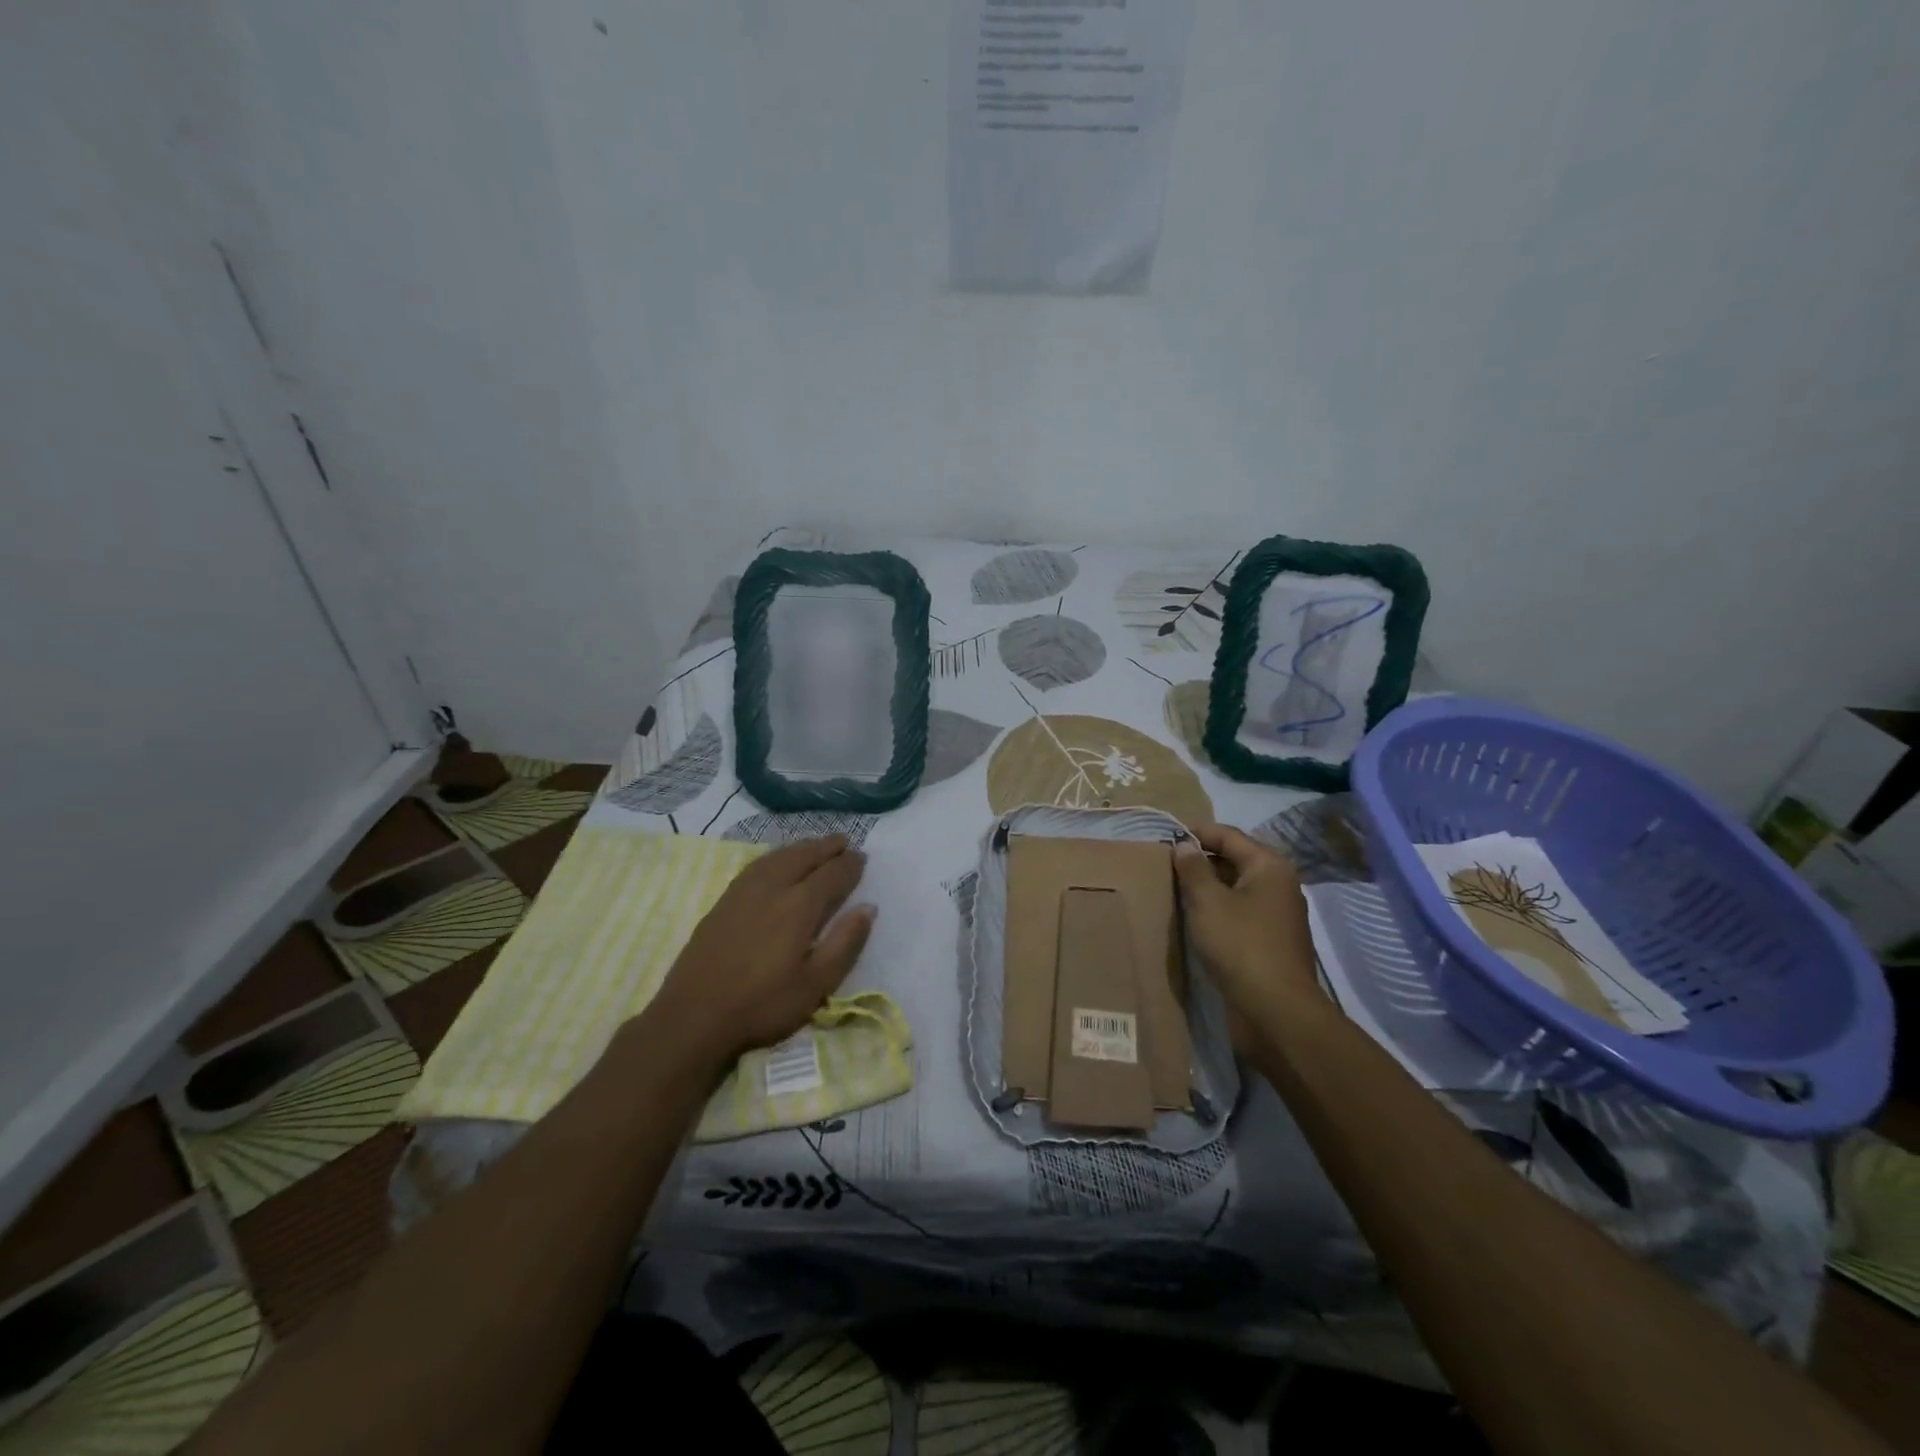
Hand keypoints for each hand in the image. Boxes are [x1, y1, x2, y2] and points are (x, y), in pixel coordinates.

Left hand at [648, 836, 874, 1067]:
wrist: (694, 1016)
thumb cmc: (763, 1005)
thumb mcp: (816, 984)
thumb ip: (845, 942)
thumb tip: (868, 907)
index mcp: (800, 906)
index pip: (832, 874)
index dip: (850, 864)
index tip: (863, 858)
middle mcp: (773, 887)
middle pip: (804, 856)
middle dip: (827, 847)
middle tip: (844, 841)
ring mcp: (744, 891)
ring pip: (779, 856)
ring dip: (802, 847)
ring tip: (816, 845)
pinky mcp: (724, 900)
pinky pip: (758, 864)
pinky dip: (776, 855)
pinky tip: (777, 861)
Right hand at [1174, 824, 1319, 1028]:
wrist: (1276, 1010)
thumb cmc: (1240, 945)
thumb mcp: (1208, 902)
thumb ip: (1193, 869)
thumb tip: (1184, 845)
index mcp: (1269, 866)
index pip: (1228, 835)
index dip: (1196, 832)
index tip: (1165, 836)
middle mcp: (1279, 883)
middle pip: (1235, 858)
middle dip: (1201, 859)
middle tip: (1166, 863)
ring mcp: (1277, 913)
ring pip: (1236, 886)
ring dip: (1208, 885)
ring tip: (1175, 888)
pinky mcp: (1271, 939)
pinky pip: (1240, 910)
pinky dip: (1218, 907)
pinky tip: (1195, 917)